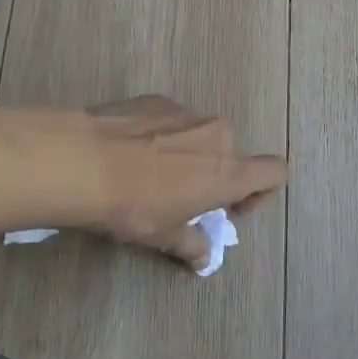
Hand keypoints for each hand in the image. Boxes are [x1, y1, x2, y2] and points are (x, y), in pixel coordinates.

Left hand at [77, 96, 285, 271]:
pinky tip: (129, 152)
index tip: (229, 208)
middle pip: (230, 154)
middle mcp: (216, 134)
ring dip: (187, 153)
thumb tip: (203, 259)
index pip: (274, 171)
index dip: (260, 191)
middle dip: (213, 174)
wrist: (83, 161)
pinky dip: (161, 135)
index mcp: (228, 171)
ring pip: (200, 135)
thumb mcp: (162, 236)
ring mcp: (187, 111)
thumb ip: (190, 245)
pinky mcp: (157, 99)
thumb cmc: (133, 206)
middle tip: (180, 196)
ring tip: (148, 173)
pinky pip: (171, 120)